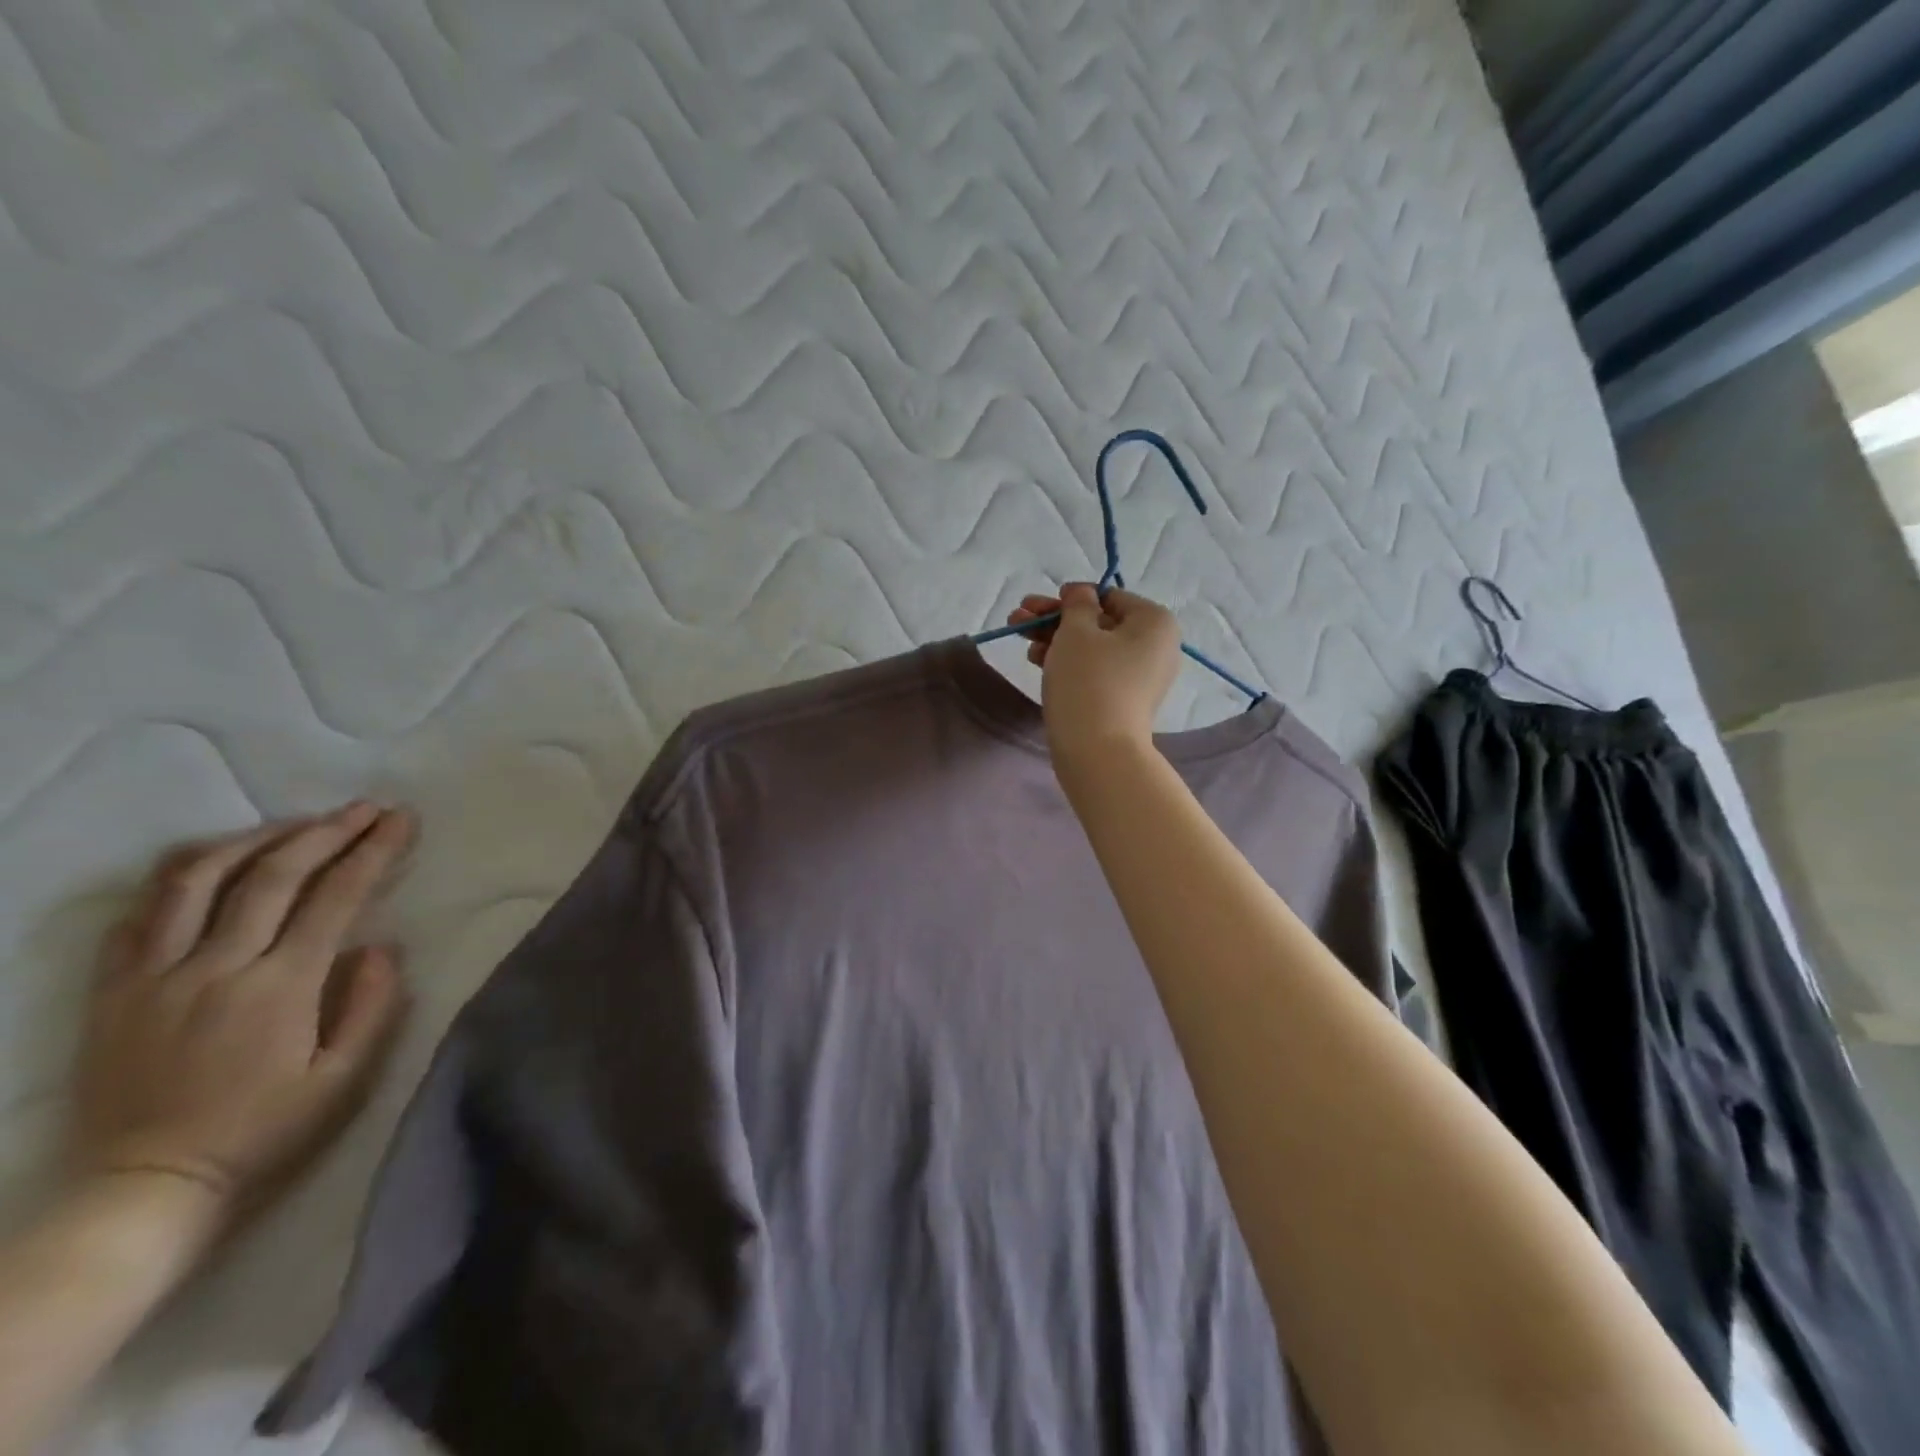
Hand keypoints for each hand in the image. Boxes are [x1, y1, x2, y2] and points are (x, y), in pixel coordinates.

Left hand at [70, 803, 413, 1227]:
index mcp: (279, 987)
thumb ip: (372, 1007)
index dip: (373, 851)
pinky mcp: (112, 990)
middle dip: (328, 831)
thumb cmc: (263, 1133)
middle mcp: (215, 967)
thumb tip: (383, 946)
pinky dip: (181, 875)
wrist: (143, 1190)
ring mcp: (154, 975)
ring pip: (199, 879)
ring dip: (256, 839)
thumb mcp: (344, 1081)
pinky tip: (214, 861)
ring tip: (297, 823)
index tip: (401, 820)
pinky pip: (138, 914)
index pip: (335, 897)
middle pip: (273, 874)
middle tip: (366, 808)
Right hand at [1006, 582, 1180, 764]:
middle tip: (1018, 616)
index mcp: (1155, 621)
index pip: (1109, 596)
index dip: (1071, 597)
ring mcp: (1141, 677)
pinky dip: (1068, 662)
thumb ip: (1077, 604)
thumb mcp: (1076, 631)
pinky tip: (1036, 659)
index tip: (1039, 602)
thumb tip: (1082, 593)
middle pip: (1098, 622)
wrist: (1097, 751)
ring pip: (1093, 647)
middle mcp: (1156, 646)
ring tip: (1020, 637)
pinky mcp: (1124, 700)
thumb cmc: (1088, 681)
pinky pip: (1096, 670)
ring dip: (1055, 638)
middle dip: (1056, 618)